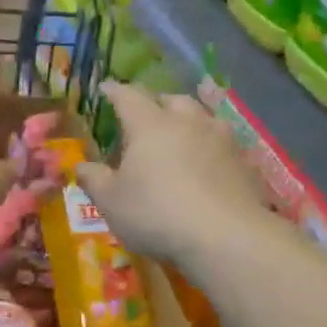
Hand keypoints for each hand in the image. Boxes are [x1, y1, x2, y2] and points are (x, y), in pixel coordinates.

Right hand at [76, 82, 266, 266]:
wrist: (227, 238)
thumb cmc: (157, 213)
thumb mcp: (111, 202)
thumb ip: (94, 180)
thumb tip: (82, 166)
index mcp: (149, 124)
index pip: (128, 96)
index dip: (114, 91)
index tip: (105, 88)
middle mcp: (187, 121)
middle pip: (171, 99)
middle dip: (156, 103)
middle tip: (145, 116)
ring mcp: (221, 139)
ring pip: (202, 116)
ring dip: (188, 120)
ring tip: (180, 134)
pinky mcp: (244, 161)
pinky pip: (222, 142)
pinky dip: (209, 145)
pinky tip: (207, 163)